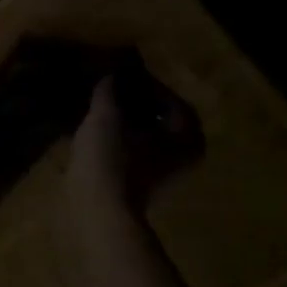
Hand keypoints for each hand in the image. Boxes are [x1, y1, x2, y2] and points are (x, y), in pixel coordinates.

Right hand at [66, 70, 202, 214]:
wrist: (98, 212)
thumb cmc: (111, 160)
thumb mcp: (106, 117)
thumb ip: (109, 91)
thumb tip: (110, 75)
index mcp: (188, 138)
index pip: (172, 101)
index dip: (148, 84)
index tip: (124, 75)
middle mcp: (184, 156)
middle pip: (162, 119)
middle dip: (137, 103)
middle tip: (112, 88)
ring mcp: (163, 173)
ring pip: (147, 136)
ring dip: (127, 120)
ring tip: (102, 106)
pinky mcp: (142, 183)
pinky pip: (135, 150)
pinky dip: (121, 137)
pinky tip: (98, 129)